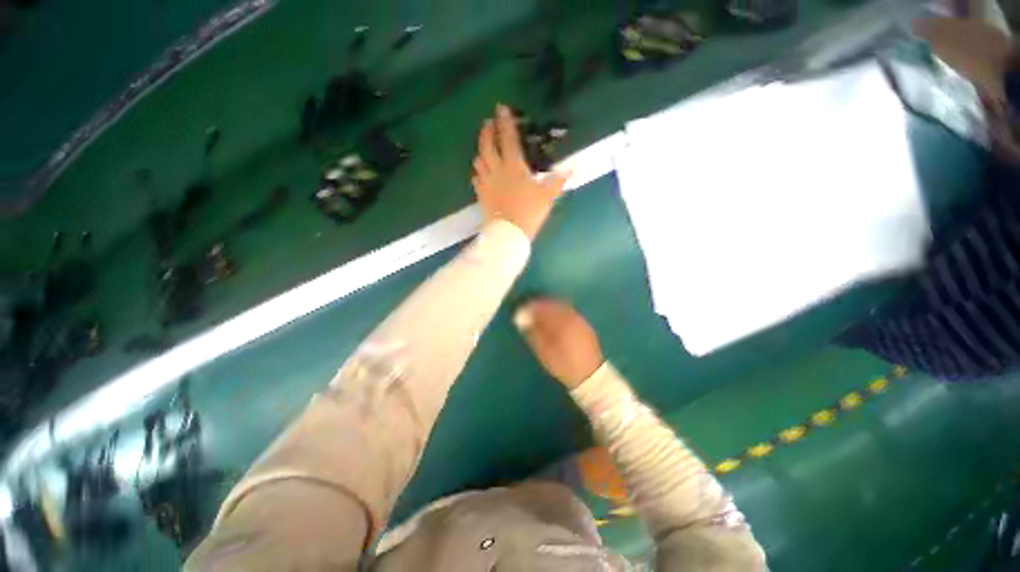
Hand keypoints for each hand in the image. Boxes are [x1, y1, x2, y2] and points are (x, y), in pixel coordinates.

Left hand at [472, 104, 568, 239]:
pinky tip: (480, 173)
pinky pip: (476, 179)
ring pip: (479, 160)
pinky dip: (478, 172)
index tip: (501, 108)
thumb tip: (574, 166)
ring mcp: (486, 183)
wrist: (508, 234)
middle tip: (488, 122)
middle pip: (487, 145)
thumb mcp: (548, 196)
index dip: (504, 121)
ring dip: (481, 150)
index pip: (508, 138)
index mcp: (514, 166)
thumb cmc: (529, 212)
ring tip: (484, 147)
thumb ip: (559, 180)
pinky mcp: (481, 195)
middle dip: (486, 131)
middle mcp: (497, 170)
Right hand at [514, 298, 603, 388]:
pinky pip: (570, 313)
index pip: (543, 308)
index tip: (521, 311)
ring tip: (541, 317)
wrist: (591, 377)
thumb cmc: (564, 365)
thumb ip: (533, 333)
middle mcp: (572, 317)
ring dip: (551, 309)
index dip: (531, 308)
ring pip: (563, 308)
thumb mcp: (544, 352)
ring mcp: (580, 321)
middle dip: (541, 306)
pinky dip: (560, 313)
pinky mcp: (585, 326)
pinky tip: (555, 323)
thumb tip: (523, 321)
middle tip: (530, 312)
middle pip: (554, 305)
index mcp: (562, 321)